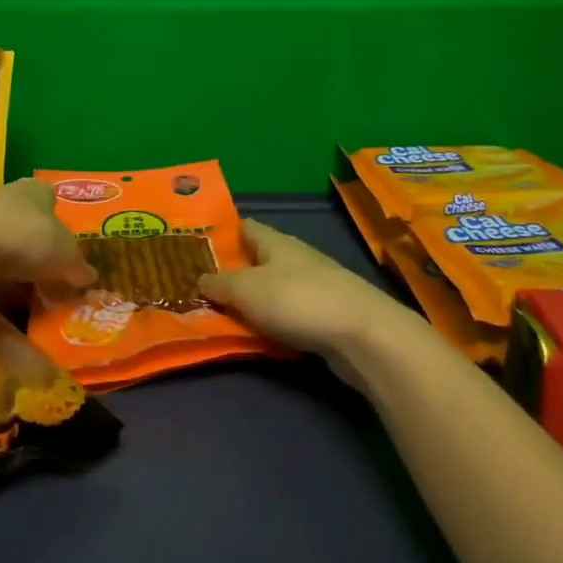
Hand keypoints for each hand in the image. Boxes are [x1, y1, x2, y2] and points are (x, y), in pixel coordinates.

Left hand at [0, 179, 94, 300]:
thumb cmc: (23, 237)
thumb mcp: (64, 255)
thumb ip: (77, 265)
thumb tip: (90, 276)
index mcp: (35, 190)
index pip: (50, 199)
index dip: (59, 221)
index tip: (65, 247)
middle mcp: (5, 196)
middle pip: (25, 220)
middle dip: (35, 245)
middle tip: (49, 272)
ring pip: (1, 240)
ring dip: (11, 261)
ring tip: (25, 289)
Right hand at [200, 220, 412, 375]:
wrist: (363, 335)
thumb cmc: (298, 301)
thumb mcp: (247, 290)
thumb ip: (220, 284)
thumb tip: (200, 278)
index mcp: (276, 242)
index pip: (245, 227)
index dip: (223, 233)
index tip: (198, 246)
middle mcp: (296, 258)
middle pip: (260, 259)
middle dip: (236, 270)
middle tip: (203, 286)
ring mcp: (315, 286)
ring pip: (275, 288)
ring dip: (255, 300)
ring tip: (226, 314)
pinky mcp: (328, 315)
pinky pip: (290, 313)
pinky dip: (274, 321)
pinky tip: (262, 334)